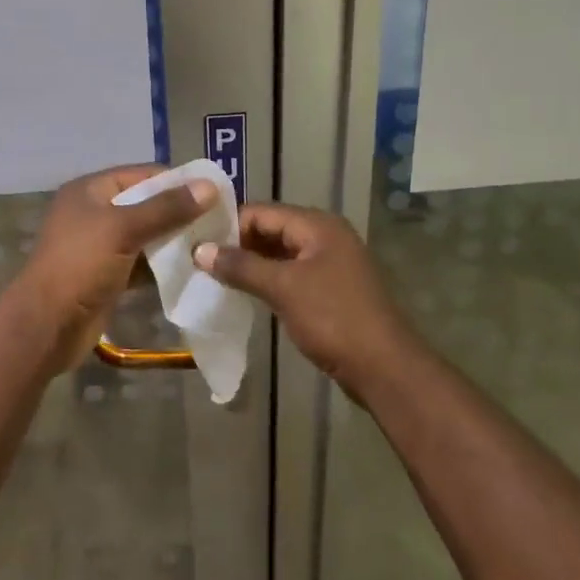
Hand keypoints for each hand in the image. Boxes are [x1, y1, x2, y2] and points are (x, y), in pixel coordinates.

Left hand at [16, 165, 217, 368]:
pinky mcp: (108, 275)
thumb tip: (209, 186)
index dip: (178, 181)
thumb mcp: (123, 229)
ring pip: (146, 235)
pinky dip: (163, 266)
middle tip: (220, 222)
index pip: (142, 174)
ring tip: (212, 245)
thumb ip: (166, 208)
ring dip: (175, 241)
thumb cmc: (80, 266)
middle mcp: (95, 212)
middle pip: (146, 204)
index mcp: (91, 191)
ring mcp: (100, 246)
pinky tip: (192, 270)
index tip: (216, 193)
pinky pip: (142, 262)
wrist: (46, 326)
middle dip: (180, 213)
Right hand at [192, 203, 415, 394]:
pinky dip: (267, 279)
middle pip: (271, 229)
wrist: (384, 367)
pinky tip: (243, 291)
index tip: (196, 240)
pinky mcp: (330, 289)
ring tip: (213, 274)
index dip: (229, 224)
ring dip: (250, 262)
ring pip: (280, 253)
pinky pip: (290, 273)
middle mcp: (325, 236)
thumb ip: (241, 266)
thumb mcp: (283, 288)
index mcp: (318, 225)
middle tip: (199, 258)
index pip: (262, 212)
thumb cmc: (333, 318)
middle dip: (237, 243)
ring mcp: (329, 263)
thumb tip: (199, 250)